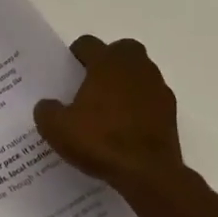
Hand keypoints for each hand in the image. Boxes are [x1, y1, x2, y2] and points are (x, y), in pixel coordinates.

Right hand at [34, 35, 186, 192]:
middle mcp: (135, 66)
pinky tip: (128, 126)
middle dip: (108, 61)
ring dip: (126, 82)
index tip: (68, 72)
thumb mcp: (58, 129)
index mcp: (107, 62)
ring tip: (110, 108)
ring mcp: (157, 87)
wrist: (148, 173)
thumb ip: (47, 111)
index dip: (76, 54)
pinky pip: (151, 97)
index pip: (88, 43)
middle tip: (92, 84)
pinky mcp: (171, 110)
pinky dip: (141, 105)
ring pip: (140, 72)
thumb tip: (47, 105)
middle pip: (121, 50)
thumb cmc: (101, 141)